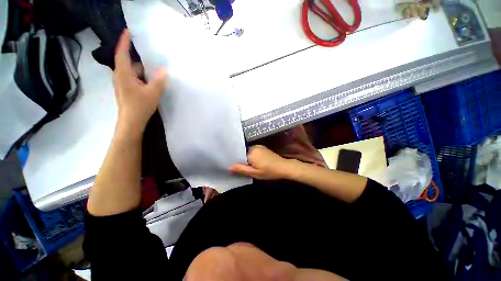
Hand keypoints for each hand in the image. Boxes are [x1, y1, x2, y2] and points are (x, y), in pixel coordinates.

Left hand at [114, 29, 167, 133]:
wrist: (131, 121)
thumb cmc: (139, 106)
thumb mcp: (153, 93)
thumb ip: (159, 80)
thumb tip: (164, 70)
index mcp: (124, 74)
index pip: (122, 53)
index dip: (124, 41)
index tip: (128, 31)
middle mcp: (121, 76)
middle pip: (131, 63)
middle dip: (142, 61)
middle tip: (154, 59)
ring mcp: (123, 83)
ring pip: (134, 72)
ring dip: (144, 72)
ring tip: (156, 73)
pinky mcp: (127, 89)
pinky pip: (136, 79)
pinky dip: (143, 78)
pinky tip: (152, 83)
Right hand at [229, 145, 292, 179]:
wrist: (283, 167)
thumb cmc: (269, 171)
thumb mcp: (255, 173)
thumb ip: (241, 169)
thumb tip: (229, 167)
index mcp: (251, 152)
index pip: (238, 154)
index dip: (235, 160)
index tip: (232, 165)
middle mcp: (254, 146)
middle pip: (243, 152)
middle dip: (241, 159)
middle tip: (238, 167)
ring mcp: (259, 146)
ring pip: (248, 152)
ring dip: (246, 158)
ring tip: (245, 165)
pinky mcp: (263, 148)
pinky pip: (253, 151)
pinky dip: (251, 156)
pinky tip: (252, 162)